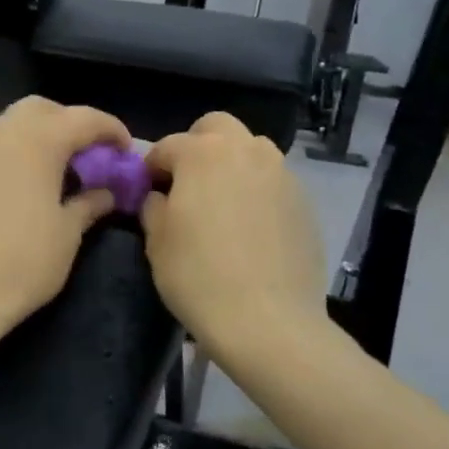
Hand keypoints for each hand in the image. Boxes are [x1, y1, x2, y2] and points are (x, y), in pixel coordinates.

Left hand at [0, 97, 130, 328]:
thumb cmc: (24, 262)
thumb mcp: (68, 234)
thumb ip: (89, 203)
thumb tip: (104, 193)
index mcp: (37, 141)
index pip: (83, 119)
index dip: (109, 129)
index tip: (125, 148)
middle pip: (38, 110)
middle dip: (65, 123)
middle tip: (82, 152)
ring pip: (3, 126)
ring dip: (28, 138)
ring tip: (42, 169)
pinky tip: (4, 185)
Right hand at [141, 113, 328, 358]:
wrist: (267, 320)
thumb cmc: (198, 275)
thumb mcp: (156, 240)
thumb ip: (153, 205)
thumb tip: (159, 196)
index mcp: (203, 153)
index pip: (166, 146)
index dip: (150, 168)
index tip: (145, 193)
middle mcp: (246, 150)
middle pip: (216, 128)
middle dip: (196, 147)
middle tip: (185, 185)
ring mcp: (282, 174)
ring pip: (250, 151)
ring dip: (230, 165)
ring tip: (219, 205)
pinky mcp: (304, 202)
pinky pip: (272, 183)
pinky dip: (255, 192)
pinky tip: (248, 229)